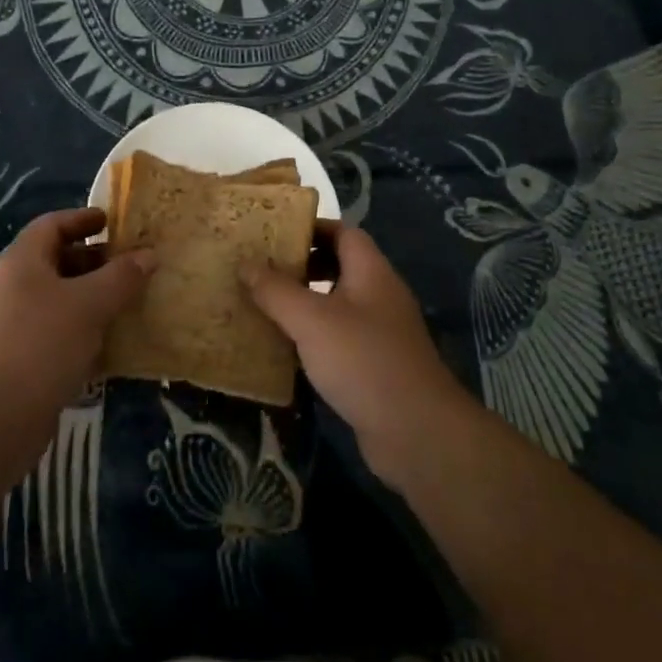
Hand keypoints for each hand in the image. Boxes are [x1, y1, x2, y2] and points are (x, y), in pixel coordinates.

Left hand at [0, 208, 153, 433]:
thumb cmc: (42, 344)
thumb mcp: (90, 304)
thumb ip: (121, 277)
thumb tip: (148, 255)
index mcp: (22, 261)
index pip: (52, 225)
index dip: (82, 219)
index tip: (112, 221)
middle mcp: (12, 286)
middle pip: (55, 260)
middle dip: (93, 261)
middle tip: (129, 265)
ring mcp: (11, 324)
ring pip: (57, 298)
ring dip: (90, 297)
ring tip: (126, 303)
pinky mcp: (17, 358)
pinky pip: (55, 331)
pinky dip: (81, 329)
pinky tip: (108, 343)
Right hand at [242, 224, 477, 490]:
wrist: (417, 434)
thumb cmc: (363, 361)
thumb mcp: (311, 320)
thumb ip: (276, 290)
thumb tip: (245, 263)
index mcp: (371, 272)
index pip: (342, 232)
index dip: (309, 228)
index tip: (272, 233)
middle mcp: (378, 295)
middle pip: (338, 266)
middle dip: (300, 266)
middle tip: (260, 270)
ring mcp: (379, 333)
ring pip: (336, 306)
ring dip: (303, 305)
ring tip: (262, 306)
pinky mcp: (374, 367)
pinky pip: (338, 340)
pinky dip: (312, 340)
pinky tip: (283, 350)